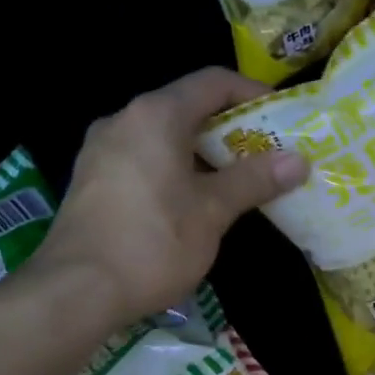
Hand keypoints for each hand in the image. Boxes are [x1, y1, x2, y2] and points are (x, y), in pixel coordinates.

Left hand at [37, 68, 309, 326]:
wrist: (76, 292)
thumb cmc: (153, 243)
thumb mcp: (212, 211)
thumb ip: (254, 180)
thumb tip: (298, 161)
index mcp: (156, 115)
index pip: (213, 82)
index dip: (252, 93)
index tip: (281, 117)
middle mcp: (124, 120)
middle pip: (186, 107)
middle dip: (229, 129)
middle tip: (265, 155)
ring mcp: (100, 150)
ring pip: (162, 136)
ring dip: (201, 152)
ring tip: (234, 181)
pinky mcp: (90, 180)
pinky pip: (141, 158)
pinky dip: (173, 168)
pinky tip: (190, 202)